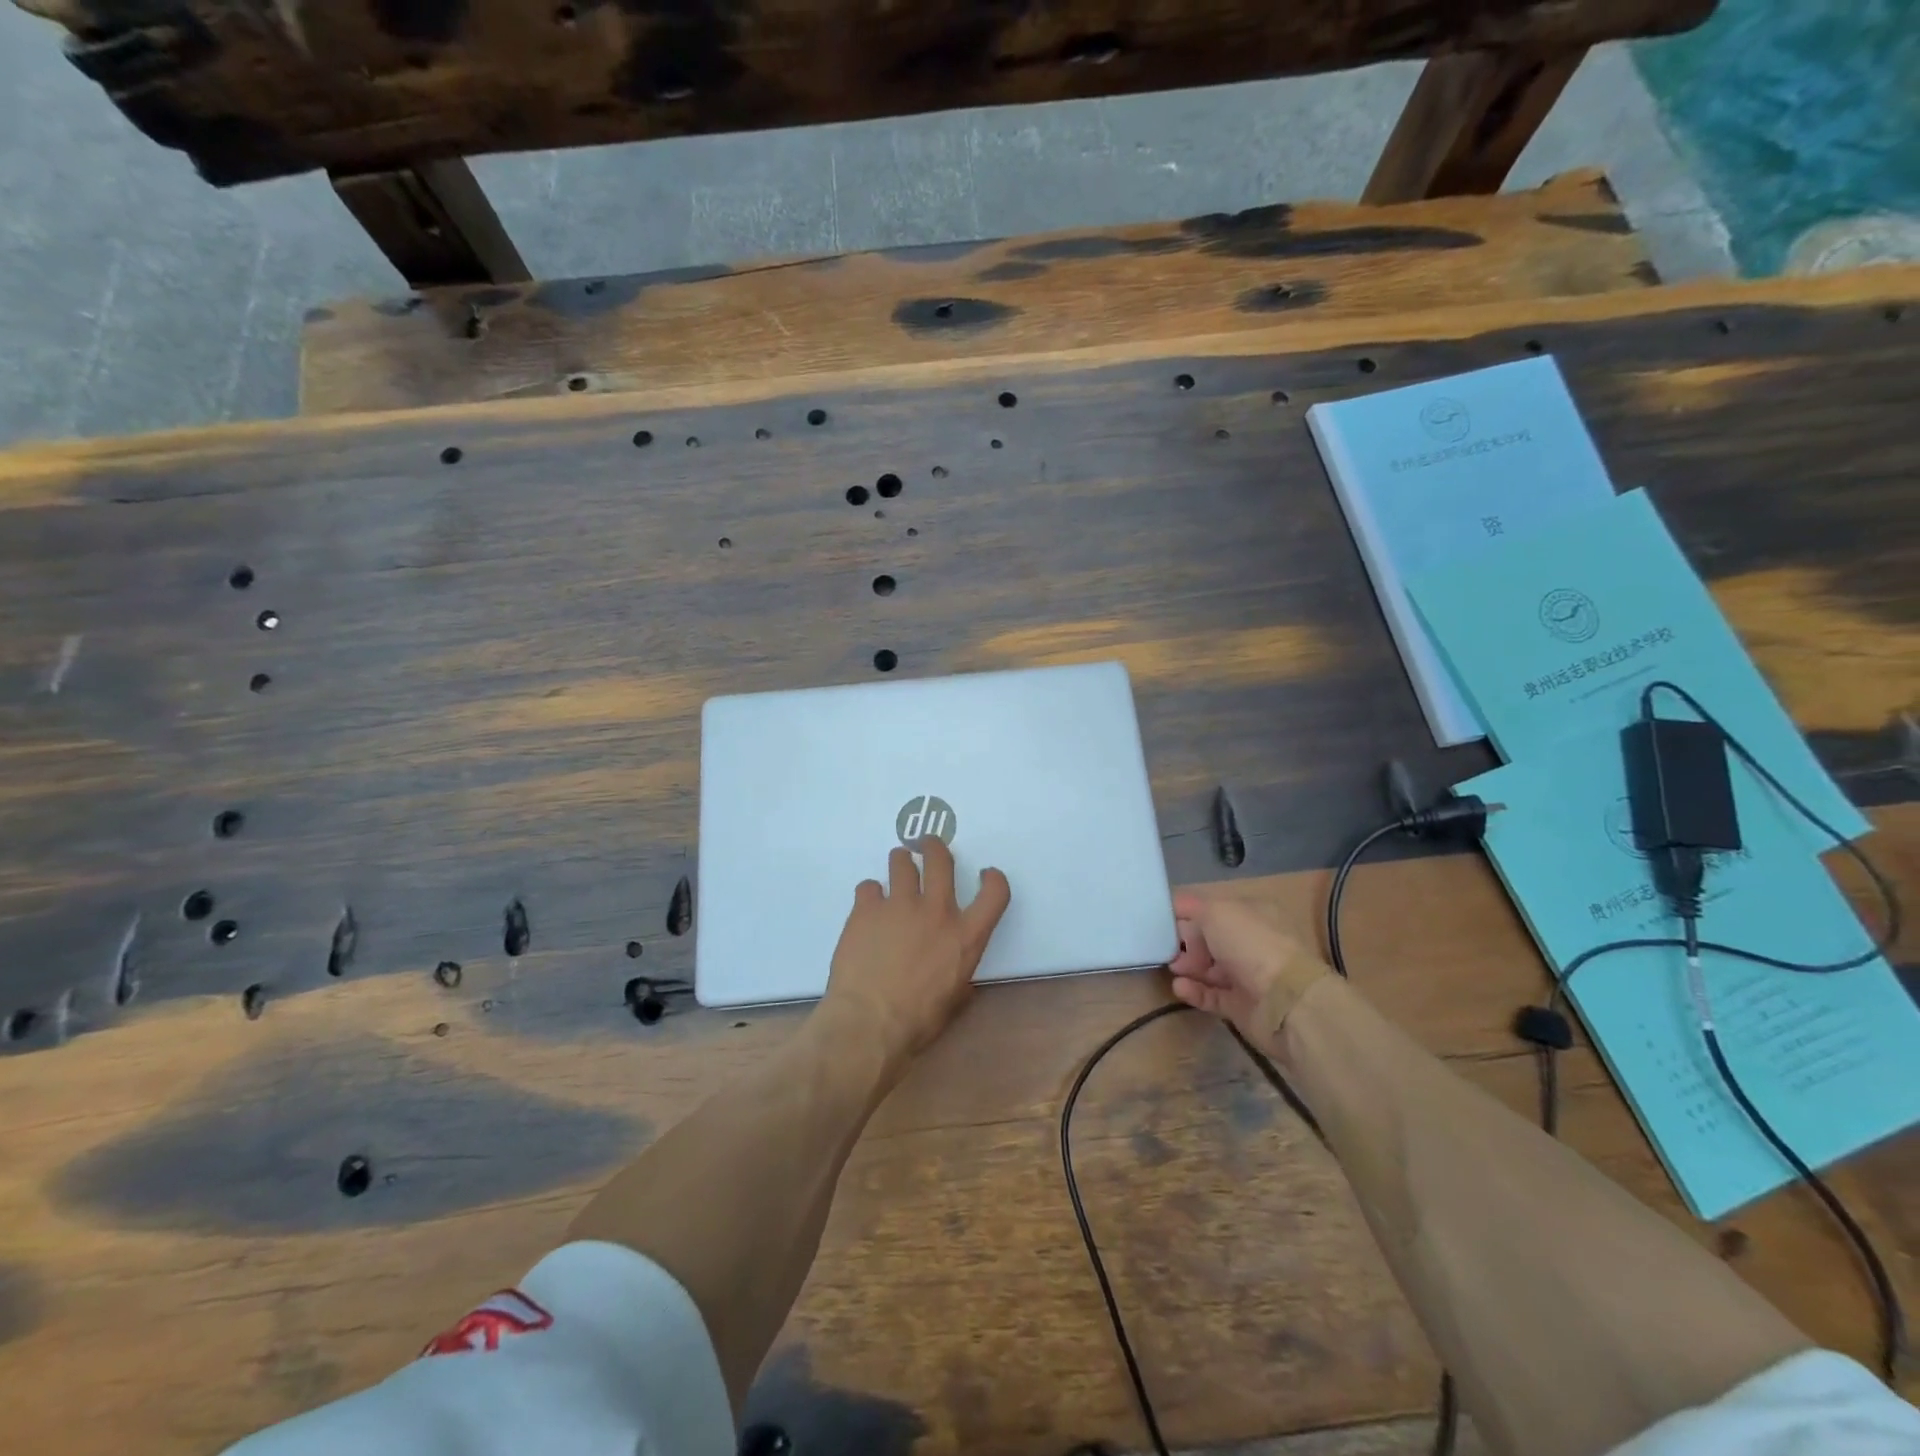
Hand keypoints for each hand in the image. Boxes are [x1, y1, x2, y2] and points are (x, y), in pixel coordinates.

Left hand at [822, 838, 1011, 1063]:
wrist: (868, 1023)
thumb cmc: (916, 1022)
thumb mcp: (953, 1003)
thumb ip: (960, 980)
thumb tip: (960, 982)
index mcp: (966, 936)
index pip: (995, 892)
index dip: (993, 878)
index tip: (985, 874)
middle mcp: (936, 911)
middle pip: (940, 860)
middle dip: (934, 848)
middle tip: (928, 846)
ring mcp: (899, 905)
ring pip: (901, 862)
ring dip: (901, 862)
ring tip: (897, 867)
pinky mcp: (866, 908)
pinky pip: (868, 886)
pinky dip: (870, 894)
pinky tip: (867, 907)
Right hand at [1166, 889, 1330, 1050]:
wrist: (1286, 1001)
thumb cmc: (1250, 944)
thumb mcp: (1216, 911)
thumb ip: (1191, 907)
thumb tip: (1177, 913)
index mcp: (1251, 913)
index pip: (1212, 909)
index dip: (1187, 913)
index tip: (1161, 920)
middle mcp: (1251, 942)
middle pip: (1208, 939)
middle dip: (1185, 943)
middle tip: (1168, 949)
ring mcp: (1248, 975)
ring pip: (1209, 968)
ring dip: (1188, 967)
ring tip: (1174, 970)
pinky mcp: (1242, 1006)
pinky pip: (1212, 995)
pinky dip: (1194, 991)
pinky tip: (1180, 987)